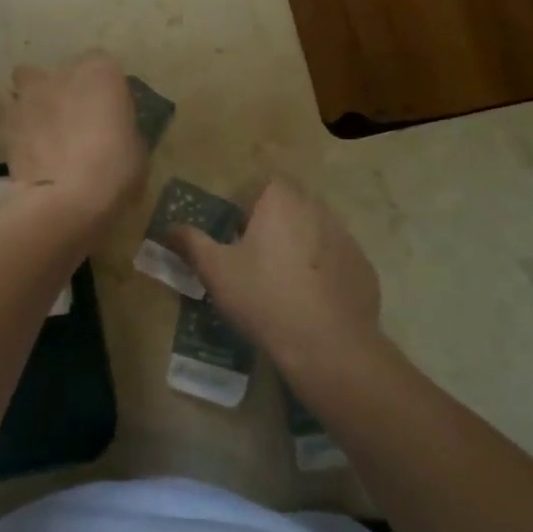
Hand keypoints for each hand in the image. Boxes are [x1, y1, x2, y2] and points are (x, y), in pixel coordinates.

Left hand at [0, 51, 146, 225]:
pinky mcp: (6, 116)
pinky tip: (21, 135)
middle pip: (63, 72)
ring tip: (40, 123)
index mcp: (102, 73)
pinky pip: (5, 104)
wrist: (68, 199)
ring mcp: (31, 92)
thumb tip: (111, 131)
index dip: (103, 87)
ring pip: (27, 78)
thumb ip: (120, 127)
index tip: (107, 110)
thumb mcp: (136, 148)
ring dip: (34, 95)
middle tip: (74, 120)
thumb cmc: (115, 171)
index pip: (103, 64)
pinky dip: (11, 115)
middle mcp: (64, 73)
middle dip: (67, 90)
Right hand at [168, 179, 380, 376]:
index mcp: (280, 199)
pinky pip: (335, 259)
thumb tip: (169, 228)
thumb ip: (190, 242)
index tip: (234, 237)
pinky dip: (322, 271)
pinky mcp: (363, 267)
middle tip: (253, 260)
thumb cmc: (264, 297)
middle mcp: (316, 207)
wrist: (329, 346)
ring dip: (297, 246)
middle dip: (271, 225)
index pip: (259, 185)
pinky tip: (310, 302)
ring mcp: (345, 237)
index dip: (244, 208)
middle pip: (288, 205)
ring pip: (313, 231)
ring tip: (281, 284)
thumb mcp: (215, 270)